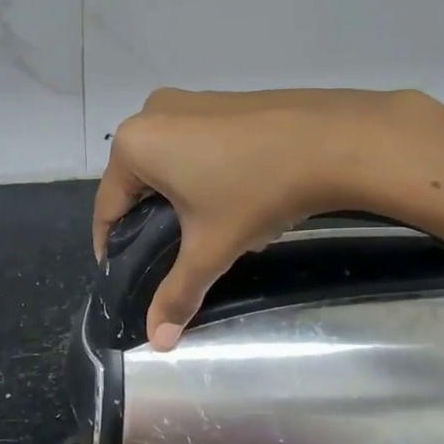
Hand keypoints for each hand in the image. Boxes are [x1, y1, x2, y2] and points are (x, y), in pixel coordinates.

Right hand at [93, 88, 421, 348]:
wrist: (336, 141)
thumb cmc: (256, 191)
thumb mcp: (211, 248)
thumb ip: (178, 294)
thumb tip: (158, 343)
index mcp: (134, 144)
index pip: (107, 206)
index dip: (112, 246)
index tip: (124, 274)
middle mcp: (153, 113)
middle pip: (138, 182)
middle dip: (152, 222)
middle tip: (173, 256)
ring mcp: (190, 100)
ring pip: (169, 163)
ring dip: (180, 198)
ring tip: (209, 231)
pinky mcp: (223, 100)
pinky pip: (196, 145)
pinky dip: (204, 174)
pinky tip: (235, 197)